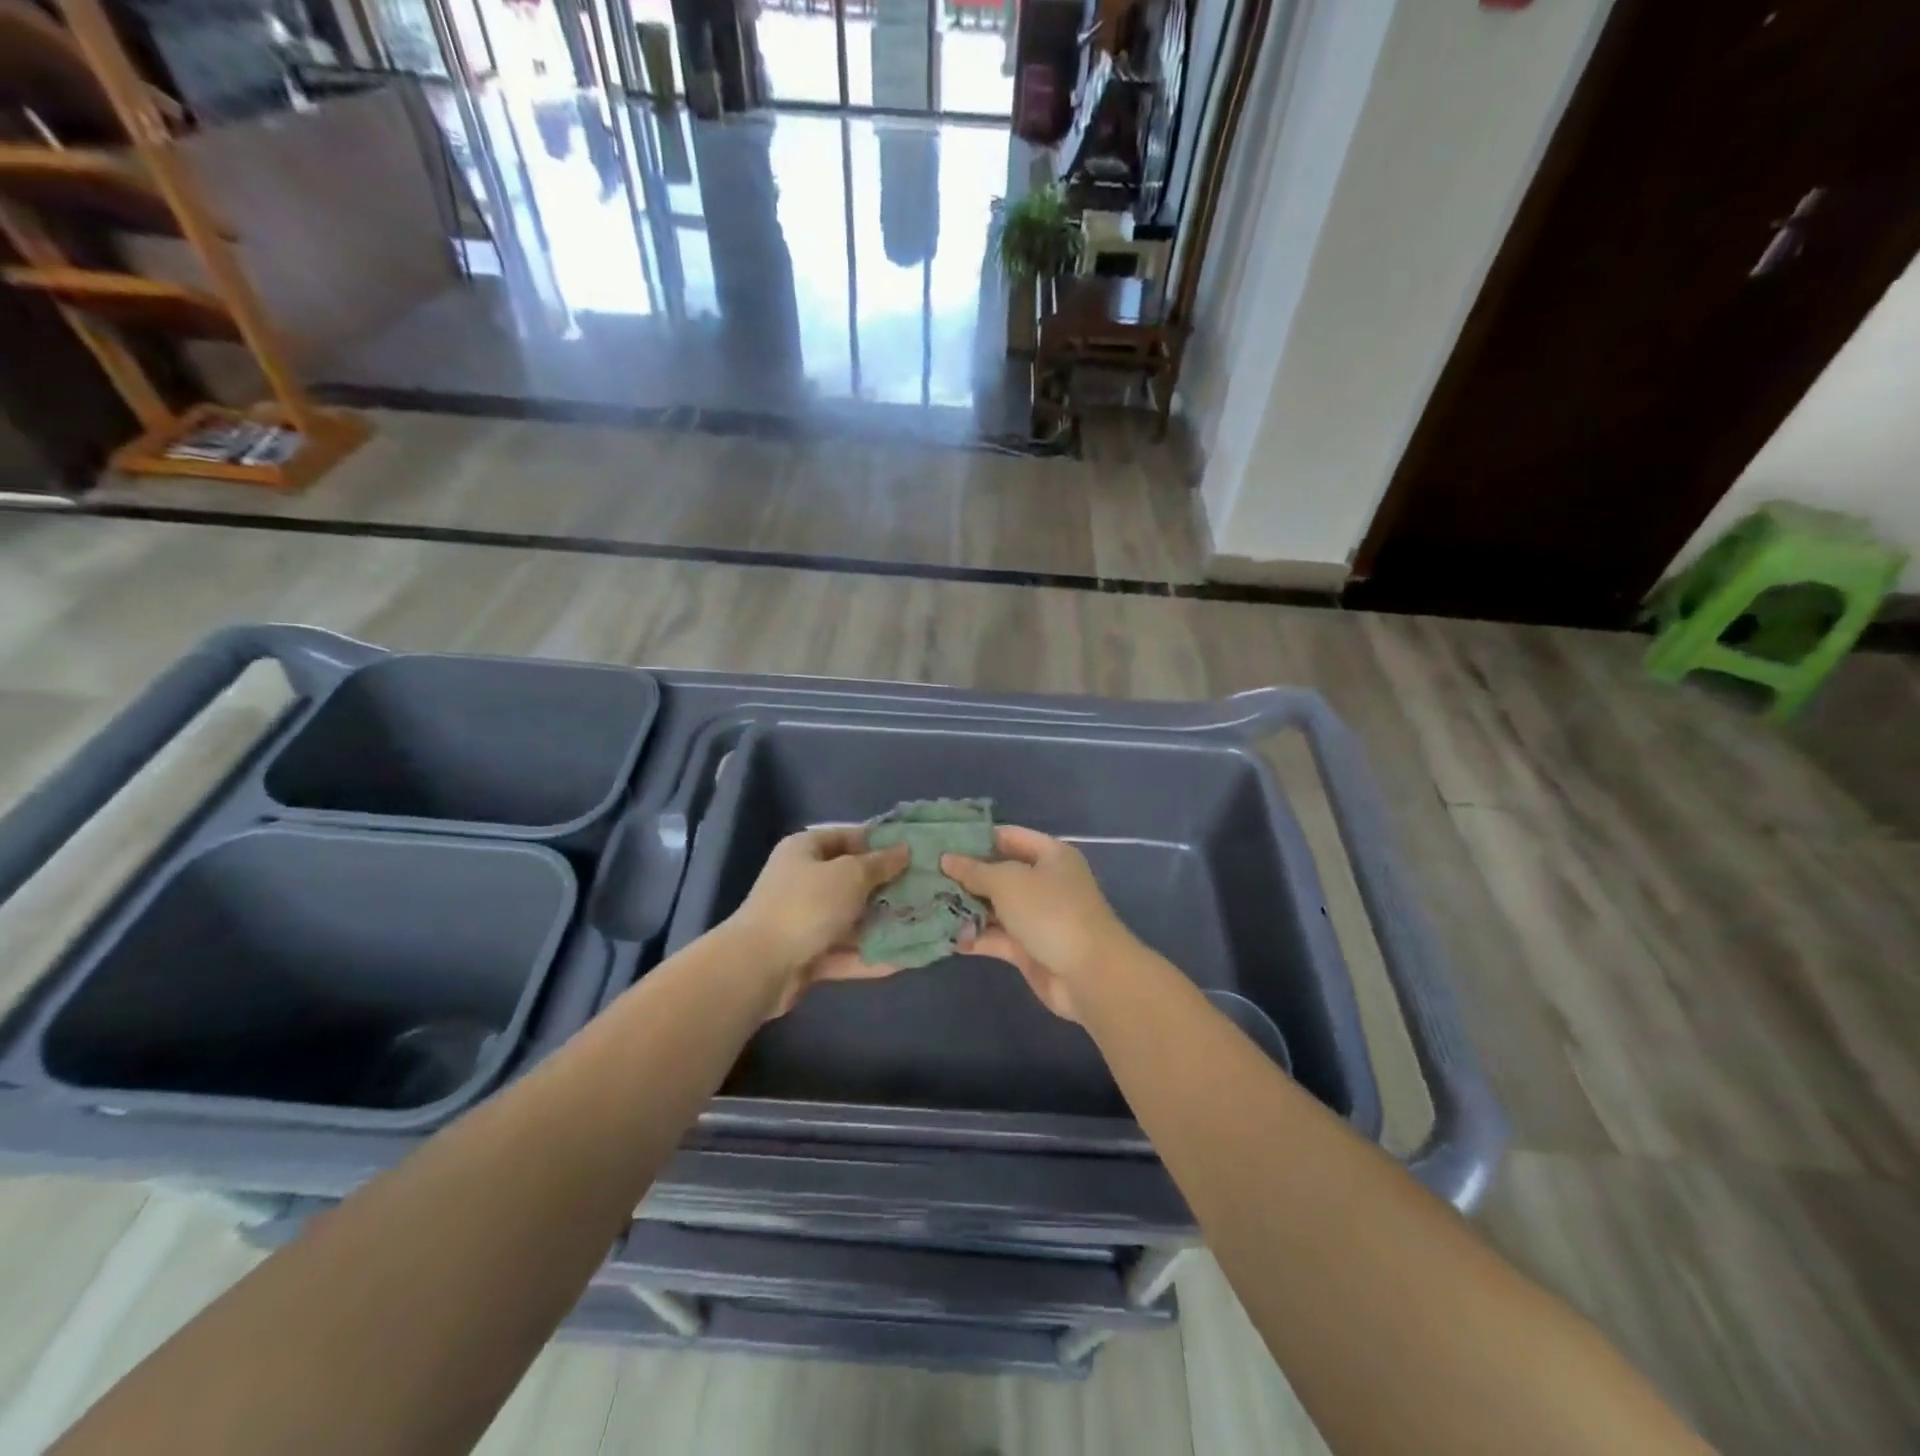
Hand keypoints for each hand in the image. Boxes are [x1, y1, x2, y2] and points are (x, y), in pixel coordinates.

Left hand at [724, 827, 908, 1016]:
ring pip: (852, 919)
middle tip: (928, 890)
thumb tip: (903, 850)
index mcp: (806, 850)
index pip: (849, 837)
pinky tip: (906, 959)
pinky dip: (871, 955)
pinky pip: (846, 951)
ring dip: (883, 923)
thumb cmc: (807, 905)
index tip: (915, 851)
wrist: (759, 967)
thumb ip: (880, 864)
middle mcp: (804, 881)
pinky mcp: (808, 955)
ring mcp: (805, 920)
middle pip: (852, 880)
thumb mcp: (850, 875)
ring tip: (925, 924)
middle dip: (888, 887)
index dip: (881, 843)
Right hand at [943, 825, 1137, 1021]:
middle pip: (1000, 873)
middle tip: (924, 875)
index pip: (1008, 836)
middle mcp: (1045, 882)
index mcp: (1050, 856)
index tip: (940, 841)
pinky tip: (946, 937)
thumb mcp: (1009, 882)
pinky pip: (997, 937)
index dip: (976, 838)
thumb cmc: (1051, 912)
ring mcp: (1037, 917)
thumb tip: (947, 859)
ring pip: (996, 907)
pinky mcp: (1029, 949)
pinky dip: (976, 936)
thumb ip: (975, 871)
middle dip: (965, 876)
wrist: (1089, 975)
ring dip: (966, 908)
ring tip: (926, 904)